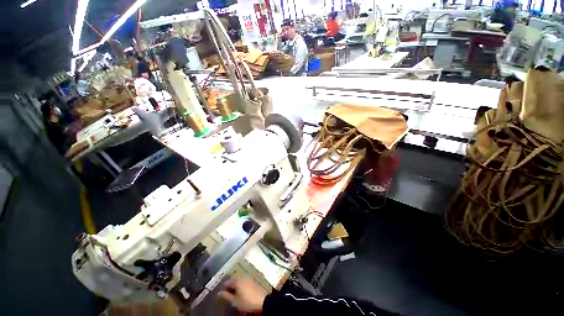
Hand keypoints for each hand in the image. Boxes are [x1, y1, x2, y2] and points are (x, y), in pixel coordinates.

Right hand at [218, 277, 267, 312]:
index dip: (223, 288)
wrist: (262, 300)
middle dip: (229, 285)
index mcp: (237, 280)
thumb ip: (226, 296)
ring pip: (238, 279)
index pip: (227, 282)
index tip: (220, 294)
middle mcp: (242, 276)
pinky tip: (240, 291)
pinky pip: (243, 280)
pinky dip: (240, 284)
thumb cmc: (247, 301)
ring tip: (233, 293)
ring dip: (235, 285)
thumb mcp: (235, 301)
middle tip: (226, 293)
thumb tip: (219, 293)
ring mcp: (248, 277)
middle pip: (233, 279)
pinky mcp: (252, 280)